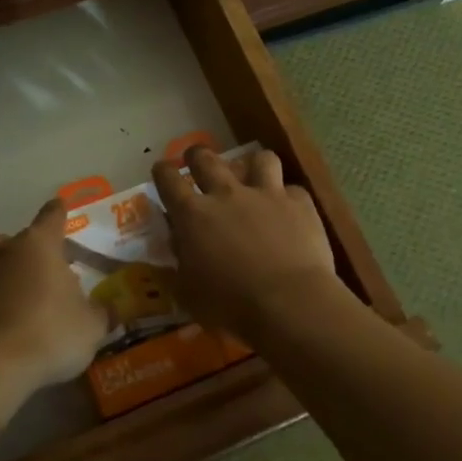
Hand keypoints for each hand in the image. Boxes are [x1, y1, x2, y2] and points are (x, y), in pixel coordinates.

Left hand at [0, 198, 110, 411]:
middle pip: (21, 238)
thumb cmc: (50, 332)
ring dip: (15, 273)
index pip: (52, 215)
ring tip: (36, 296)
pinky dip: (3, 301)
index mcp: (40, 244)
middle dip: (36, 249)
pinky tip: (20, 322)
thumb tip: (112, 309)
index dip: (60, 212)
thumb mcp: (91, 326)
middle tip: (54, 267)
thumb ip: (103, 313)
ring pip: (1, 263)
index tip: (64, 208)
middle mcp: (8, 251)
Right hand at [152, 147, 339, 338]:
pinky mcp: (299, 203)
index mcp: (193, 215)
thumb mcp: (189, 292)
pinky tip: (289, 210)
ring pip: (259, 159)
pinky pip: (293, 189)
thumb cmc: (230, 304)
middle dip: (197, 155)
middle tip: (196, 160)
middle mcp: (226, 194)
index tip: (161, 169)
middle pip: (207, 159)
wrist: (289, 302)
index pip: (168, 180)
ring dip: (253, 166)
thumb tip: (178, 248)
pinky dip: (288, 198)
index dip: (162, 171)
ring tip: (253, 176)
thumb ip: (180, 264)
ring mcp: (266, 194)